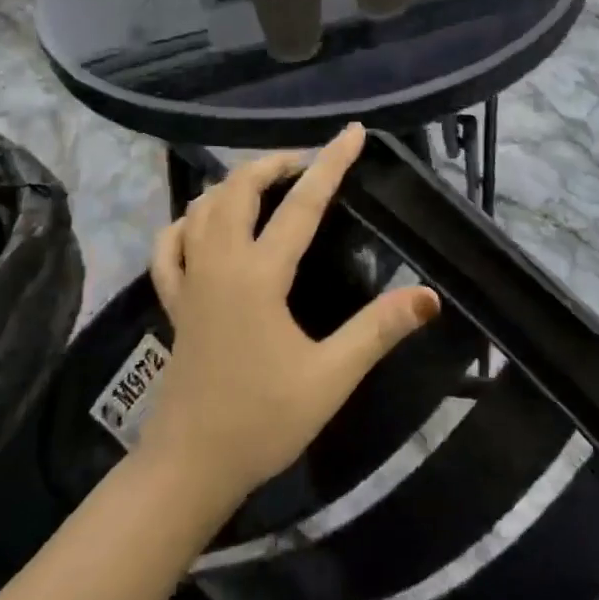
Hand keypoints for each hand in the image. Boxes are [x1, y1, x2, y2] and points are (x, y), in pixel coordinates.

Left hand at [140, 125, 440, 508]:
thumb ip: (378, 331)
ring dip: (233, 184)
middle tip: (306, 163)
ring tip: (264, 186)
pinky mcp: (172, 301)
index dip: (332, 163)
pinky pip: (169, 245)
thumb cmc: (262, 421)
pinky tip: (200, 225)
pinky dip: (186, 222)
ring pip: (202, 207)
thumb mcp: (330, 378)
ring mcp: (189, 280)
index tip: (354, 132)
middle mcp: (219, 263)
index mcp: (259, 275)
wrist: (190, 467)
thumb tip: (429, 295)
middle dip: (273, 163)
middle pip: (239, 188)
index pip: (302, 203)